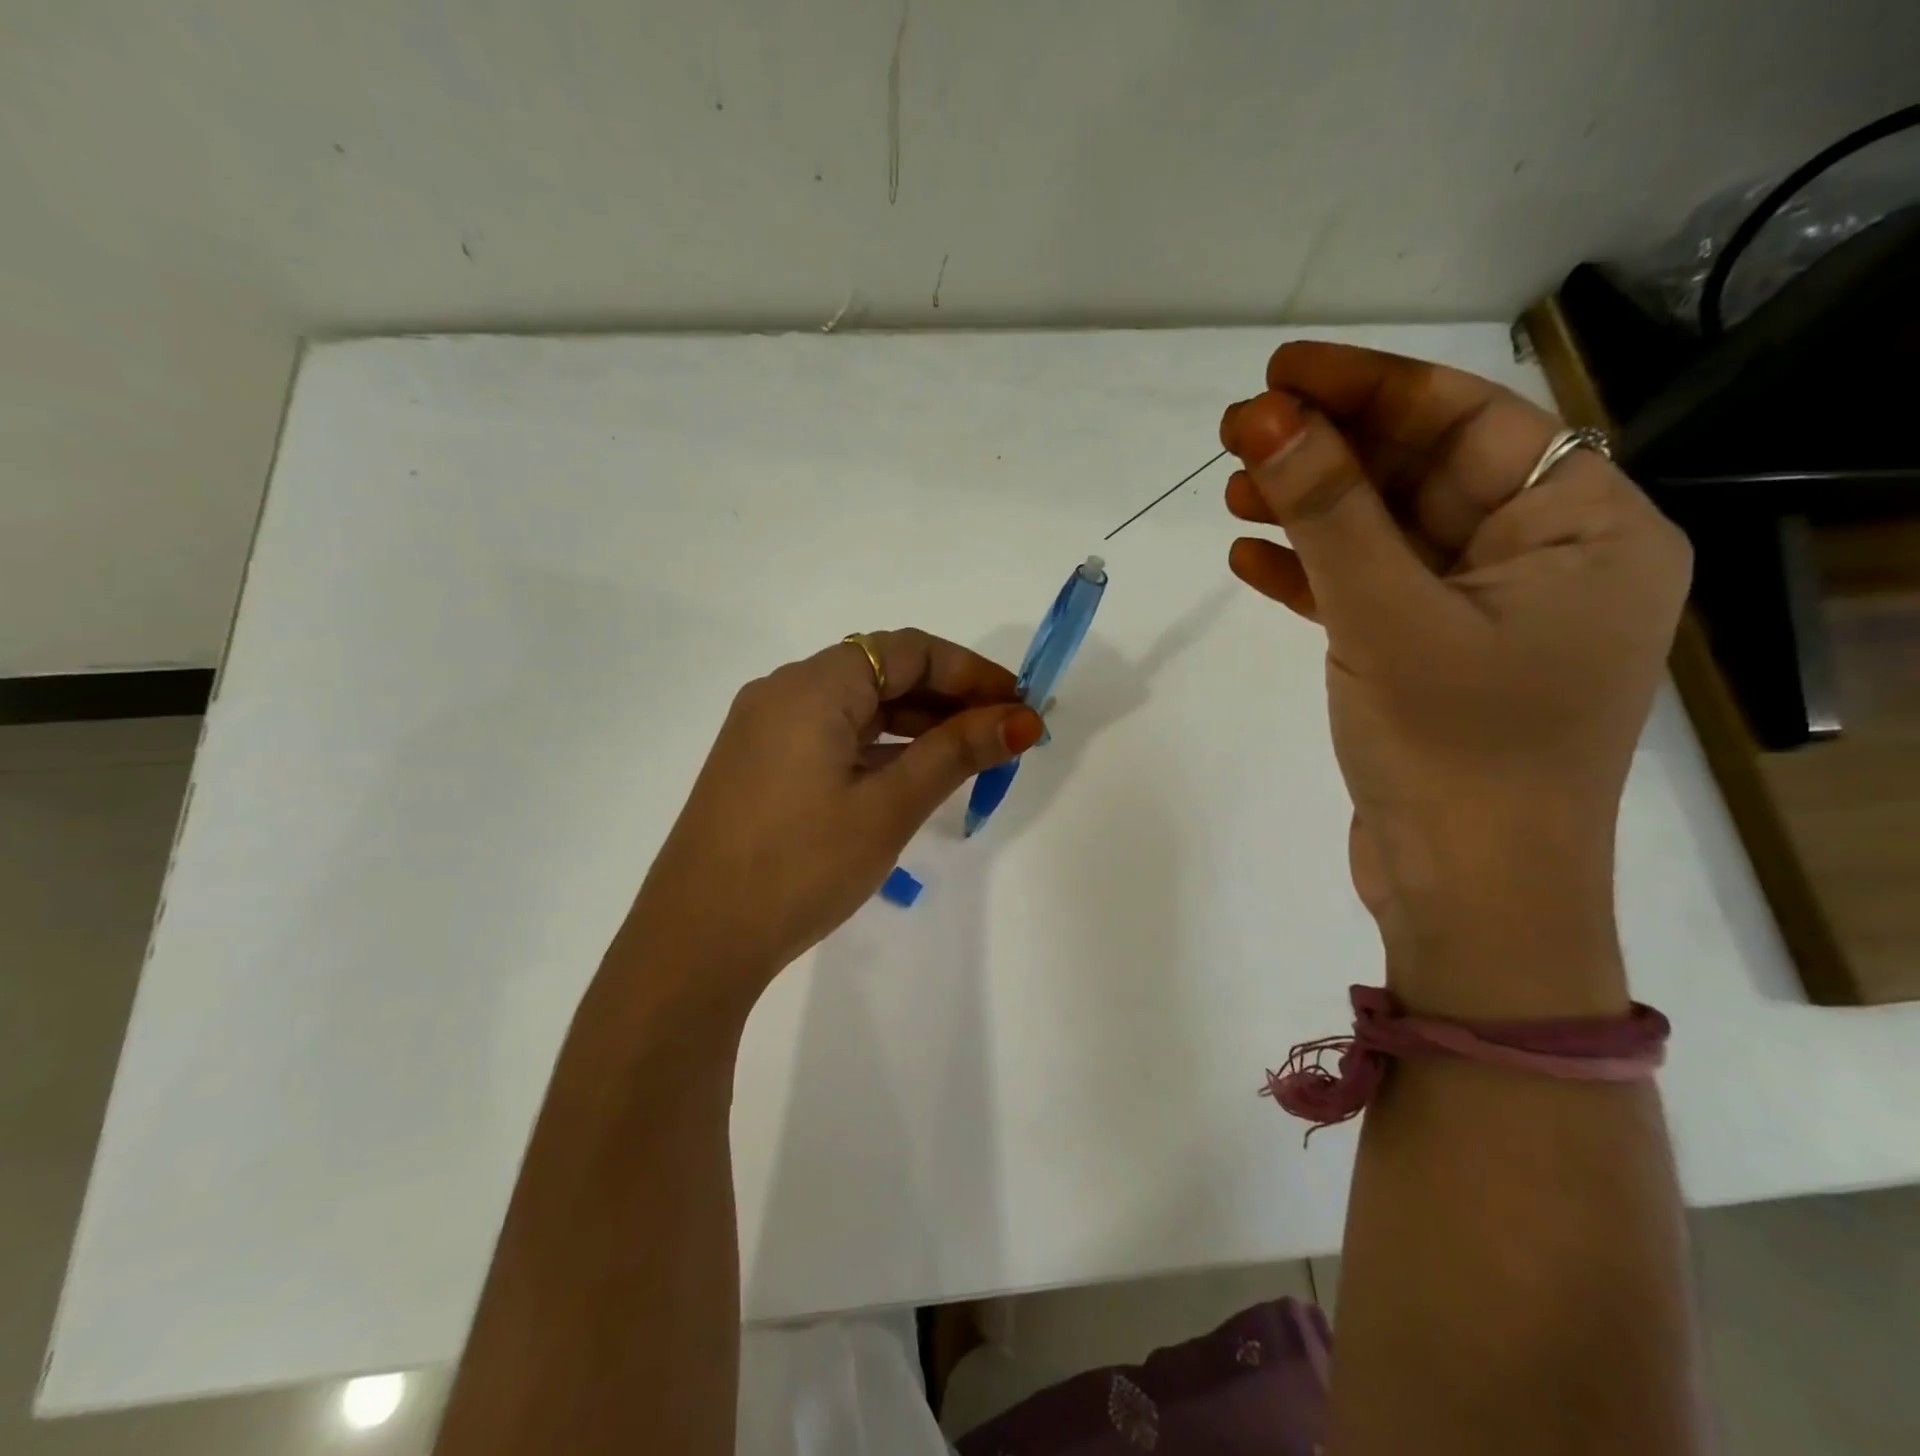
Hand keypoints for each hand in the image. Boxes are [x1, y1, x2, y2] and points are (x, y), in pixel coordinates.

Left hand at [619, 630, 1043, 1024]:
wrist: (696, 941)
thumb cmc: (800, 866)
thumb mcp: (888, 807)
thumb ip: (956, 753)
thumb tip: (1023, 720)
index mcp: (813, 685)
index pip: (908, 650)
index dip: (971, 671)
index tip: (1019, 705)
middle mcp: (784, 692)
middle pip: (882, 672)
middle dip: (948, 698)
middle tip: (1003, 735)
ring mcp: (766, 728)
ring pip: (857, 707)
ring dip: (915, 724)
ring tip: (970, 758)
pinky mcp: (760, 764)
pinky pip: (832, 735)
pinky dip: (879, 747)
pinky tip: (911, 776)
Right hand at [1219, 343, 1690, 1008]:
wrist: (1468, 897)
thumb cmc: (1454, 752)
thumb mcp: (1385, 616)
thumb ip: (1325, 512)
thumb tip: (1261, 418)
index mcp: (1584, 531)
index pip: (1471, 424)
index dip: (1371, 389)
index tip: (1280, 372)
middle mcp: (1545, 562)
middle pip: (1425, 476)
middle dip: (1330, 454)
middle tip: (1239, 433)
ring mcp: (1485, 615)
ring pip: (1389, 536)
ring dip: (1312, 513)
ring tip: (1233, 494)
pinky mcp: (1433, 661)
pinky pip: (1371, 594)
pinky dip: (1313, 576)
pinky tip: (1250, 561)